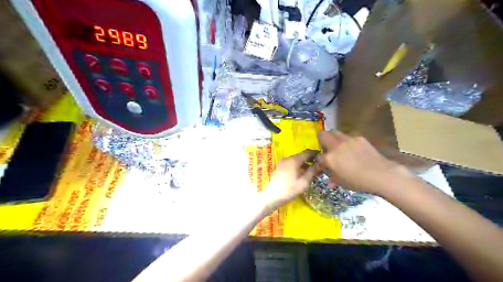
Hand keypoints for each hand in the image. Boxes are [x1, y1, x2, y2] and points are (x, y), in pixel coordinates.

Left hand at [261, 150, 319, 210]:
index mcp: (294, 160)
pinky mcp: (279, 168)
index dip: (315, 154)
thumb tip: (320, 163)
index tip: (323, 156)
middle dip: (310, 159)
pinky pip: (291, 164)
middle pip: (301, 156)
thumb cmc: (289, 189)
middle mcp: (287, 158)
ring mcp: (282, 163)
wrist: (272, 196)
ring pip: (296, 160)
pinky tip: (302, 173)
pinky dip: (298, 166)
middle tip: (319, 164)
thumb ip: (312, 171)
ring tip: (312, 170)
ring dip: (304, 164)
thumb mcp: (304, 181)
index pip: (307, 153)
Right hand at [318, 131, 412, 193]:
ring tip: (339, 146)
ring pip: (335, 132)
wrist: (381, 174)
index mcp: (329, 158)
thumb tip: (328, 177)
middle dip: (321, 139)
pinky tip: (353, 149)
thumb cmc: (358, 181)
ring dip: (333, 138)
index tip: (322, 165)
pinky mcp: (359, 138)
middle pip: (323, 135)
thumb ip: (331, 177)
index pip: (318, 157)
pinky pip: (349, 136)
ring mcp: (348, 140)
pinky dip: (347, 141)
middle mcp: (336, 145)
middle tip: (326, 147)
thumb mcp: (340, 182)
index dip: (318, 161)